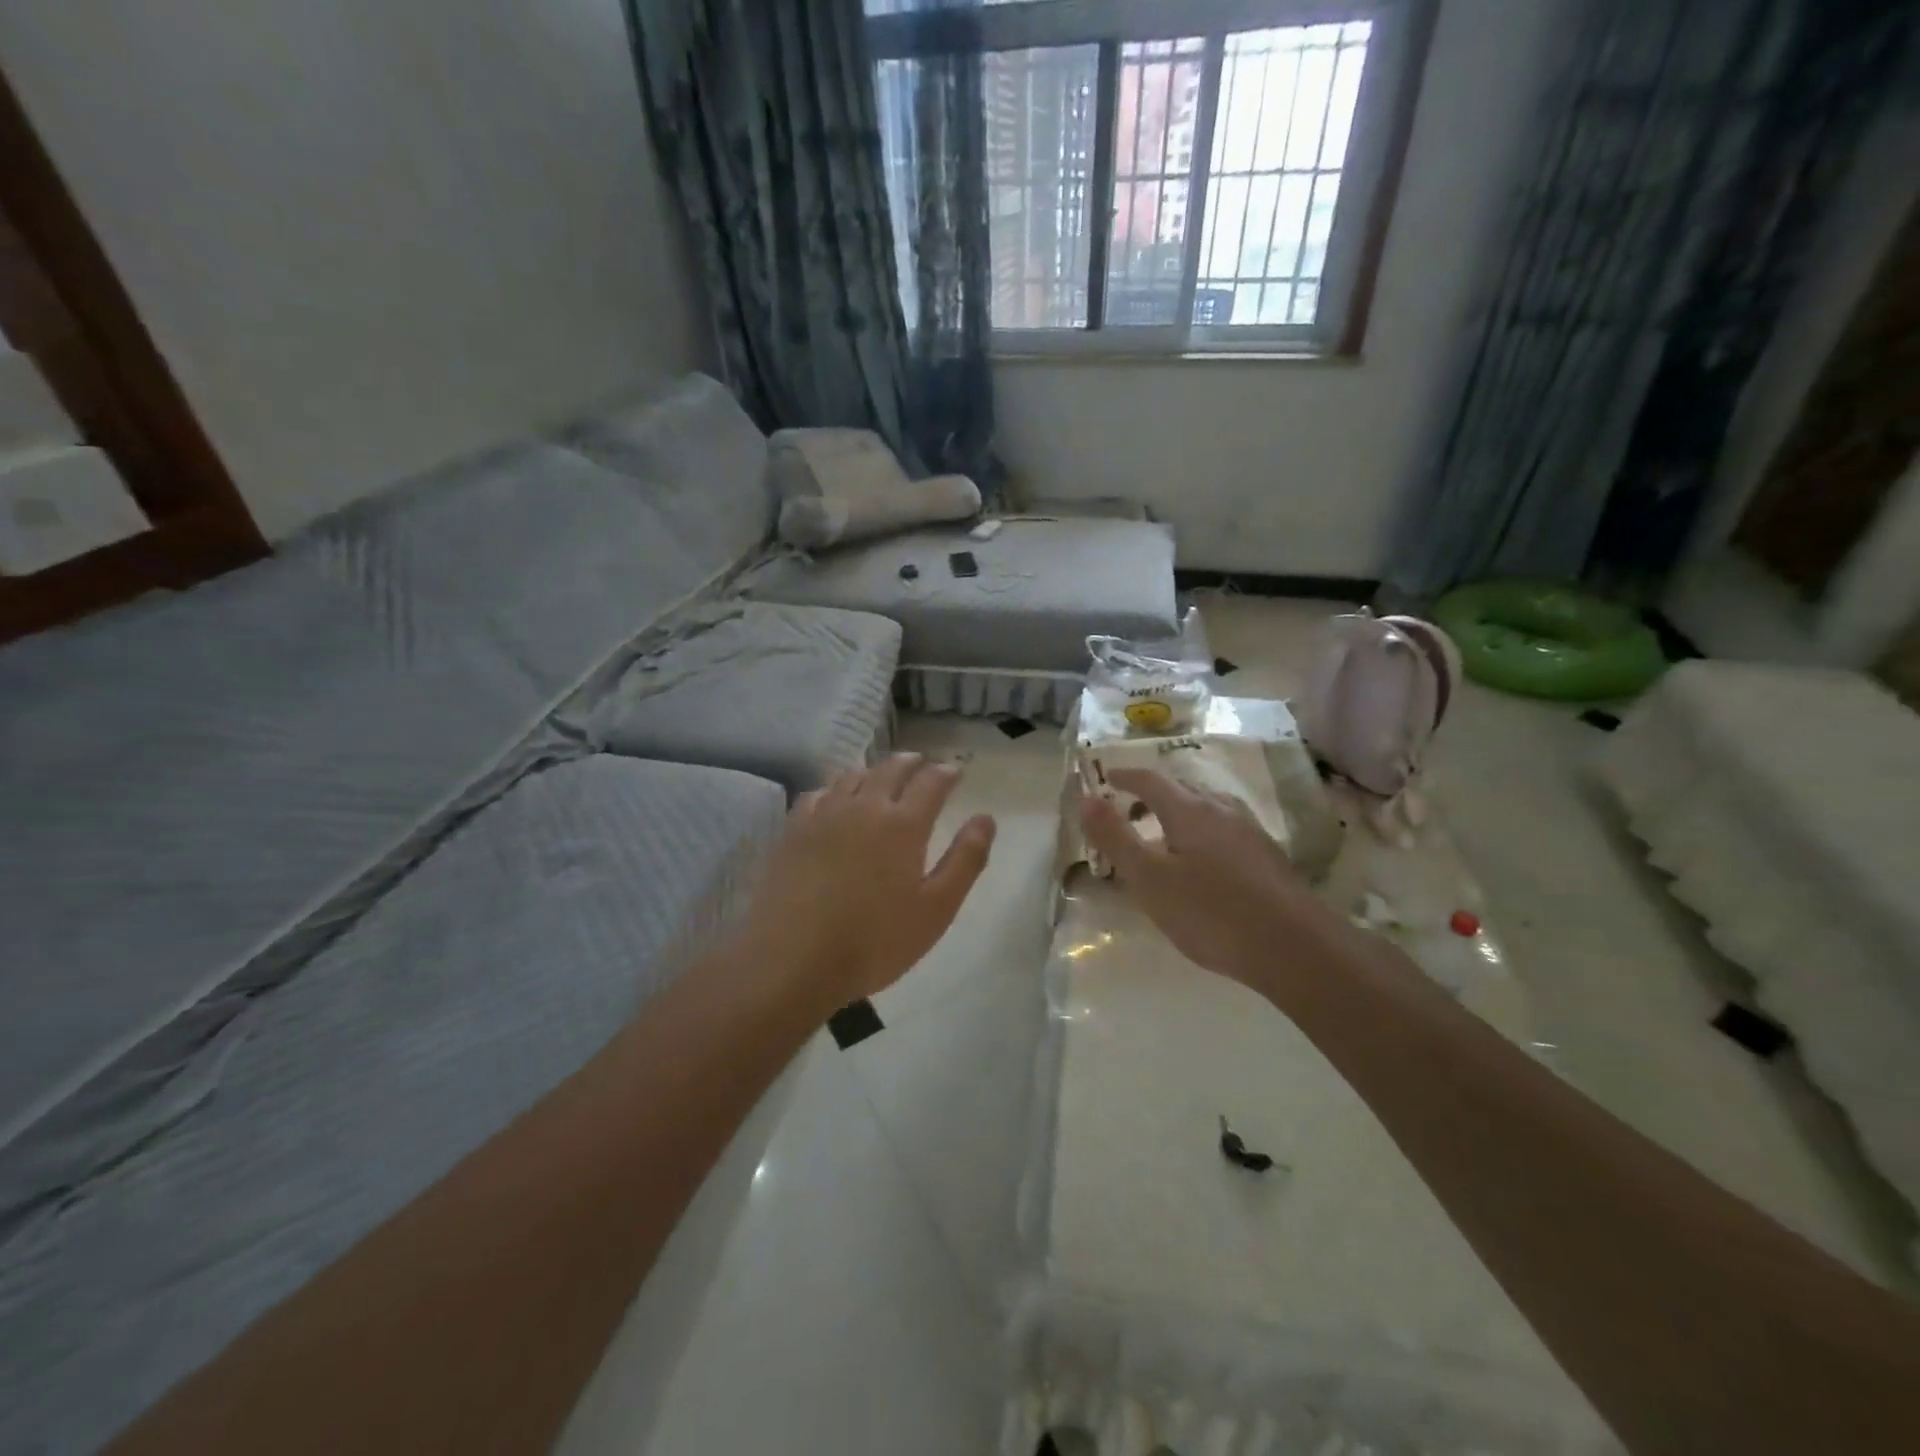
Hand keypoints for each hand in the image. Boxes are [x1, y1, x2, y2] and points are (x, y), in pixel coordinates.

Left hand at [740, 755, 996, 1012]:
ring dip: (874, 770)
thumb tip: (985, 819)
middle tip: (921, 763)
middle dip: (910, 763)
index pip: (931, 782)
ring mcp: (824, 815)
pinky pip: (818, 794)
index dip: (946, 773)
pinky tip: (834, 799)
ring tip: (882, 775)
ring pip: (853, 777)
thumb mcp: (936, 909)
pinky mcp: (794, 831)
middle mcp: (865, 807)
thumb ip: (966, 860)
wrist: (793, 959)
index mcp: (904, 824)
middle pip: (890, 770)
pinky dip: (835, 788)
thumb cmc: (875, 941)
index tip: (956, 771)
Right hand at [1080, 767, 1327, 988]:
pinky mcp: (1268, 857)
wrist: (1294, 948)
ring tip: (1165, 836)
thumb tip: (1088, 797)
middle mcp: (1222, 810)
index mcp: (1189, 810)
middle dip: (1152, 794)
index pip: (1150, 780)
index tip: (1106, 779)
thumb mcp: (1149, 878)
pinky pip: (1226, 829)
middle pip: (1182, 788)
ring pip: (1208, 808)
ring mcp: (1250, 832)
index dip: (1125, 777)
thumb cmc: (1210, 912)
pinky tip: (1204, 863)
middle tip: (1130, 811)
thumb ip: (1116, 837)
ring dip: (1181, 812)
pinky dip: (1203, 832)